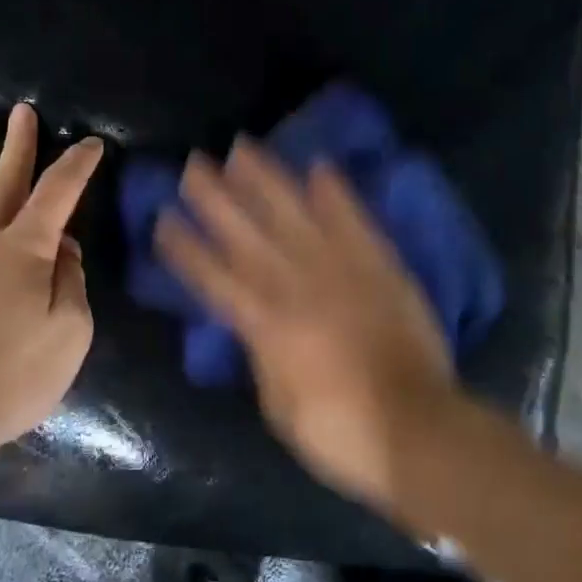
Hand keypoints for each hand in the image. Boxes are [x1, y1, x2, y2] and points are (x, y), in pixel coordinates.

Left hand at [0, 103, 103, 457]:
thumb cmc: (9, 378)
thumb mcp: (69, 335)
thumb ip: (71, 283)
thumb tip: (63, 249)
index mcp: (24, 250)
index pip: (58, 193)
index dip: (77, 165)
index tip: (91, 144)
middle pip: (2, 181)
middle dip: (18, 144)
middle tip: (22, 111)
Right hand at [154, 137, 467, 513]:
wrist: (418, 430)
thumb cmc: (341, 433)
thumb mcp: (280, 406)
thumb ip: (262, 356)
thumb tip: (254, 325)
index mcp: (267, 326)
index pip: (215, 278)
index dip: (186, 248)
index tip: (164, 218)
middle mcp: (298, 287)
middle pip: (248, 234)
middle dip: (216, 198)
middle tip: (193, 164)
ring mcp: (342, 271)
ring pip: (295, 215)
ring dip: (267, 180)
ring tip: (243, 149)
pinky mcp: (381, 267)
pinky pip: (355, 222)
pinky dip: (337, 193)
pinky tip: (320, 166)